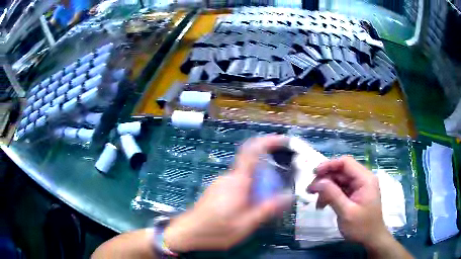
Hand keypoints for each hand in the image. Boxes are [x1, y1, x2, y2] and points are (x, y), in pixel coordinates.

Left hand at [164, 135, 291, 251]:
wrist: (187, 232)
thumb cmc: (216, 230)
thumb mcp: (246, 224)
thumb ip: (267, 209)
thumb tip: (288, 196)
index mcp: (238, 181)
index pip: (252, 151)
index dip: (268, 141)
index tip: (283, 141)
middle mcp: (229, 177)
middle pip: (253, 165)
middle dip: (269, 173)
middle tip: (281, 189)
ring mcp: (221, 183)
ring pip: (246, 177)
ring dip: (259, 185)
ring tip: (267, 203)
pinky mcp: (217, 190)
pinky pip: (238, 184)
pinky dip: (249, 190)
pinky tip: (250, 208)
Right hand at [307, 156, 390, 247]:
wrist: (371, 239)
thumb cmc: (361, 227)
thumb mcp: (346, 212)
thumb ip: (333, 195)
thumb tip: (317, 182)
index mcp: (365, 179)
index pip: (346, 163)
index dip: (329, 165)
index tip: (314, 174)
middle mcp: (362, 179)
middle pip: (341, 171)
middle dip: (325, 179)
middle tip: (310, 191)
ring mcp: (359, 187)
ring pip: (339, 180)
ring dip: (326, 189)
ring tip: (316, 202)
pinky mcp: (355, 194)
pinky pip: (340, 189)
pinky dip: (330, 195)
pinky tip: (322, 205)